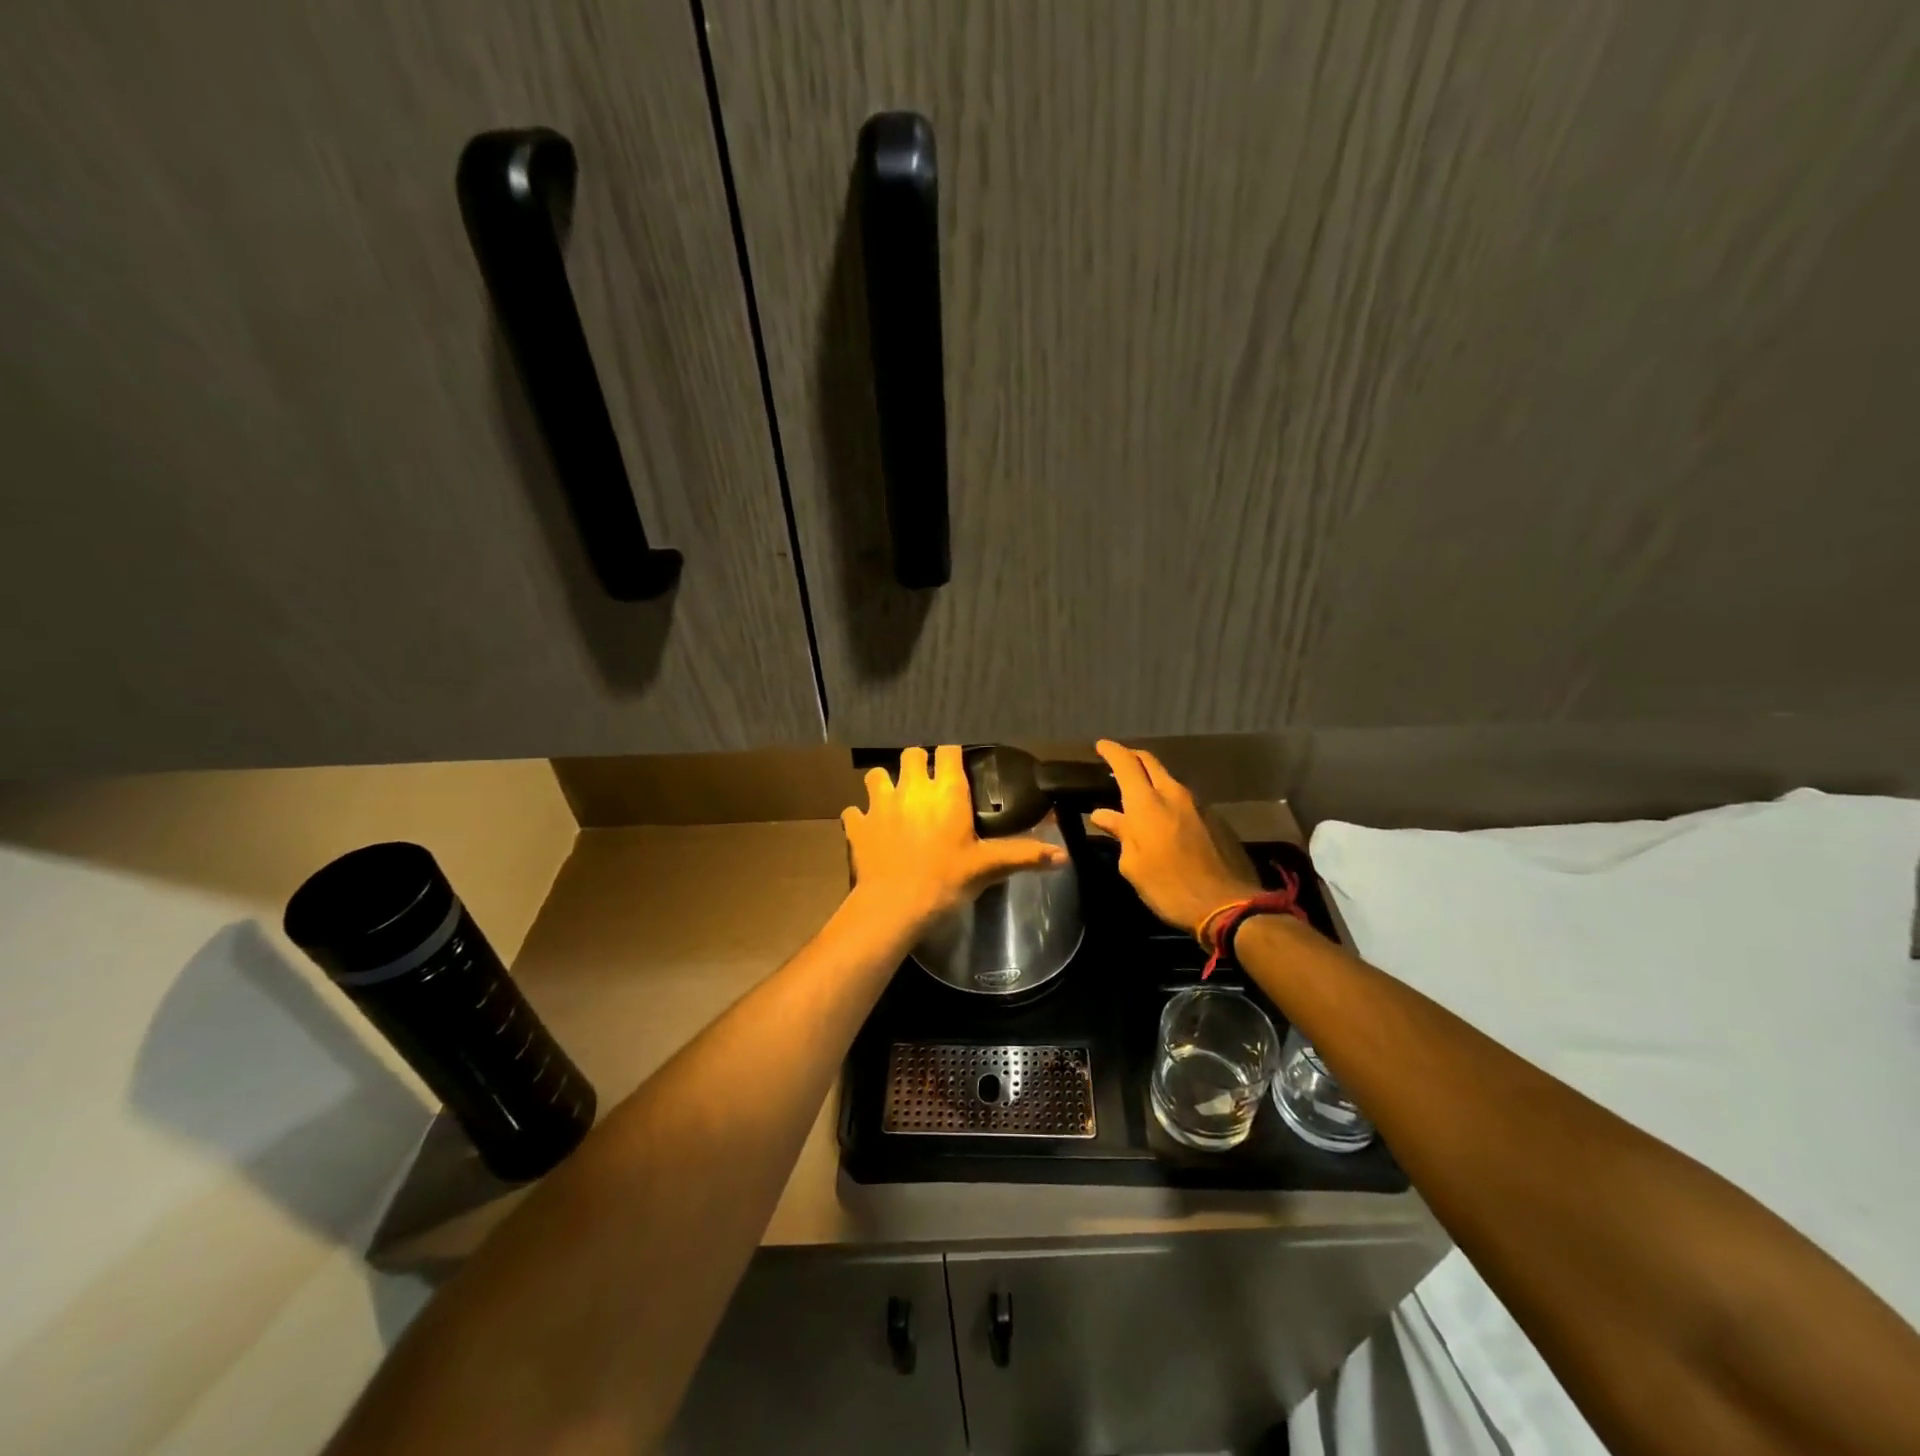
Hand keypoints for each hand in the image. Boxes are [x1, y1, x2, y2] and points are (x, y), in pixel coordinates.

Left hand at [842, 746, 1067, 932]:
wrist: (894, 907)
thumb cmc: (946, 881)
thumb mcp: (988, 868)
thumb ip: (1024, 856)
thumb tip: (1064, 857)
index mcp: (946, 792)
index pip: (947, 751)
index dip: (951, 754)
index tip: (956, 764)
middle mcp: (911, 788)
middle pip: (911, 754)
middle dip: (917, 763)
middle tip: (926, 783)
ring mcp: (880, 804)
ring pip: (876, 775)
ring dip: (885, 783)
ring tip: (894, 799)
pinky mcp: (858, 825)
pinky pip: (854, 811)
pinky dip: (861, 816)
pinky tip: (869, 828)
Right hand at [1089, 740, 1261, 935]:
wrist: (1228, 905)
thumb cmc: (1168, 887)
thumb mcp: (1133, 865)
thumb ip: (1120, 833)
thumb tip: (1103, 815)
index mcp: (1147, 803)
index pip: (1126, 764)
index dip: (1112, 751)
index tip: (1100, 745)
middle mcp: (1174, 795)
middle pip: (1151, 763)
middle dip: (1133, 757)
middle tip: (1118, 761)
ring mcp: (1199, 805)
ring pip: (1170, 781)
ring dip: (1152, 781)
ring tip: (1139, 793)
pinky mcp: (1216, 820)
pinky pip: (1186, 801)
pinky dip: (1170, 801)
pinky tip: (1165, 818)